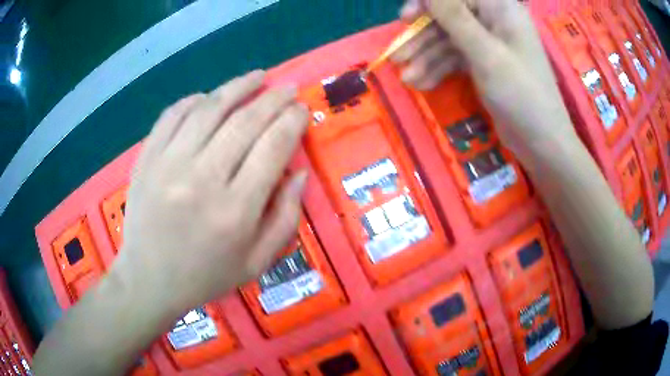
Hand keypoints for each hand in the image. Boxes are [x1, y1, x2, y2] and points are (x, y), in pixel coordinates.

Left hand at [111, 71, 308, 316]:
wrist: (148, 279)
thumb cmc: (205, 276)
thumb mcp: (256, 262)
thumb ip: (285, 218)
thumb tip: (299, 172)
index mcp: (235, 211)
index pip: (273, 148)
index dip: (292, 121)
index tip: (301, 109)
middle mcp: (202, 179)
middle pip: (245, 122)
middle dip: (273, 99)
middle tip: (288, 88)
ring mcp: (169, 164)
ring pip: (210, 109)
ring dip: (238, 86)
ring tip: (257, 76)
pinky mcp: (147, 158)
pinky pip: (173, 115)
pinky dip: (195, 100)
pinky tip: (209, 97)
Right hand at [393, 0, 577, 161]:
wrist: (542, 143)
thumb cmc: (521, 94)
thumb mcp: (486, 53)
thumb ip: (455, 18)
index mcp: (501, 10)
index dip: (428, 4)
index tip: (405, 19)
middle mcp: (494, 22)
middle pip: (450, 19)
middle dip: (423, 37)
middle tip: (399, 58)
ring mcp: (489, 44)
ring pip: (450, 41)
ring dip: (427, 58)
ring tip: (407, 79)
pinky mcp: (486, 65)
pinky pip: (457, 59)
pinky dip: (440, 70)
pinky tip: (422, 84)